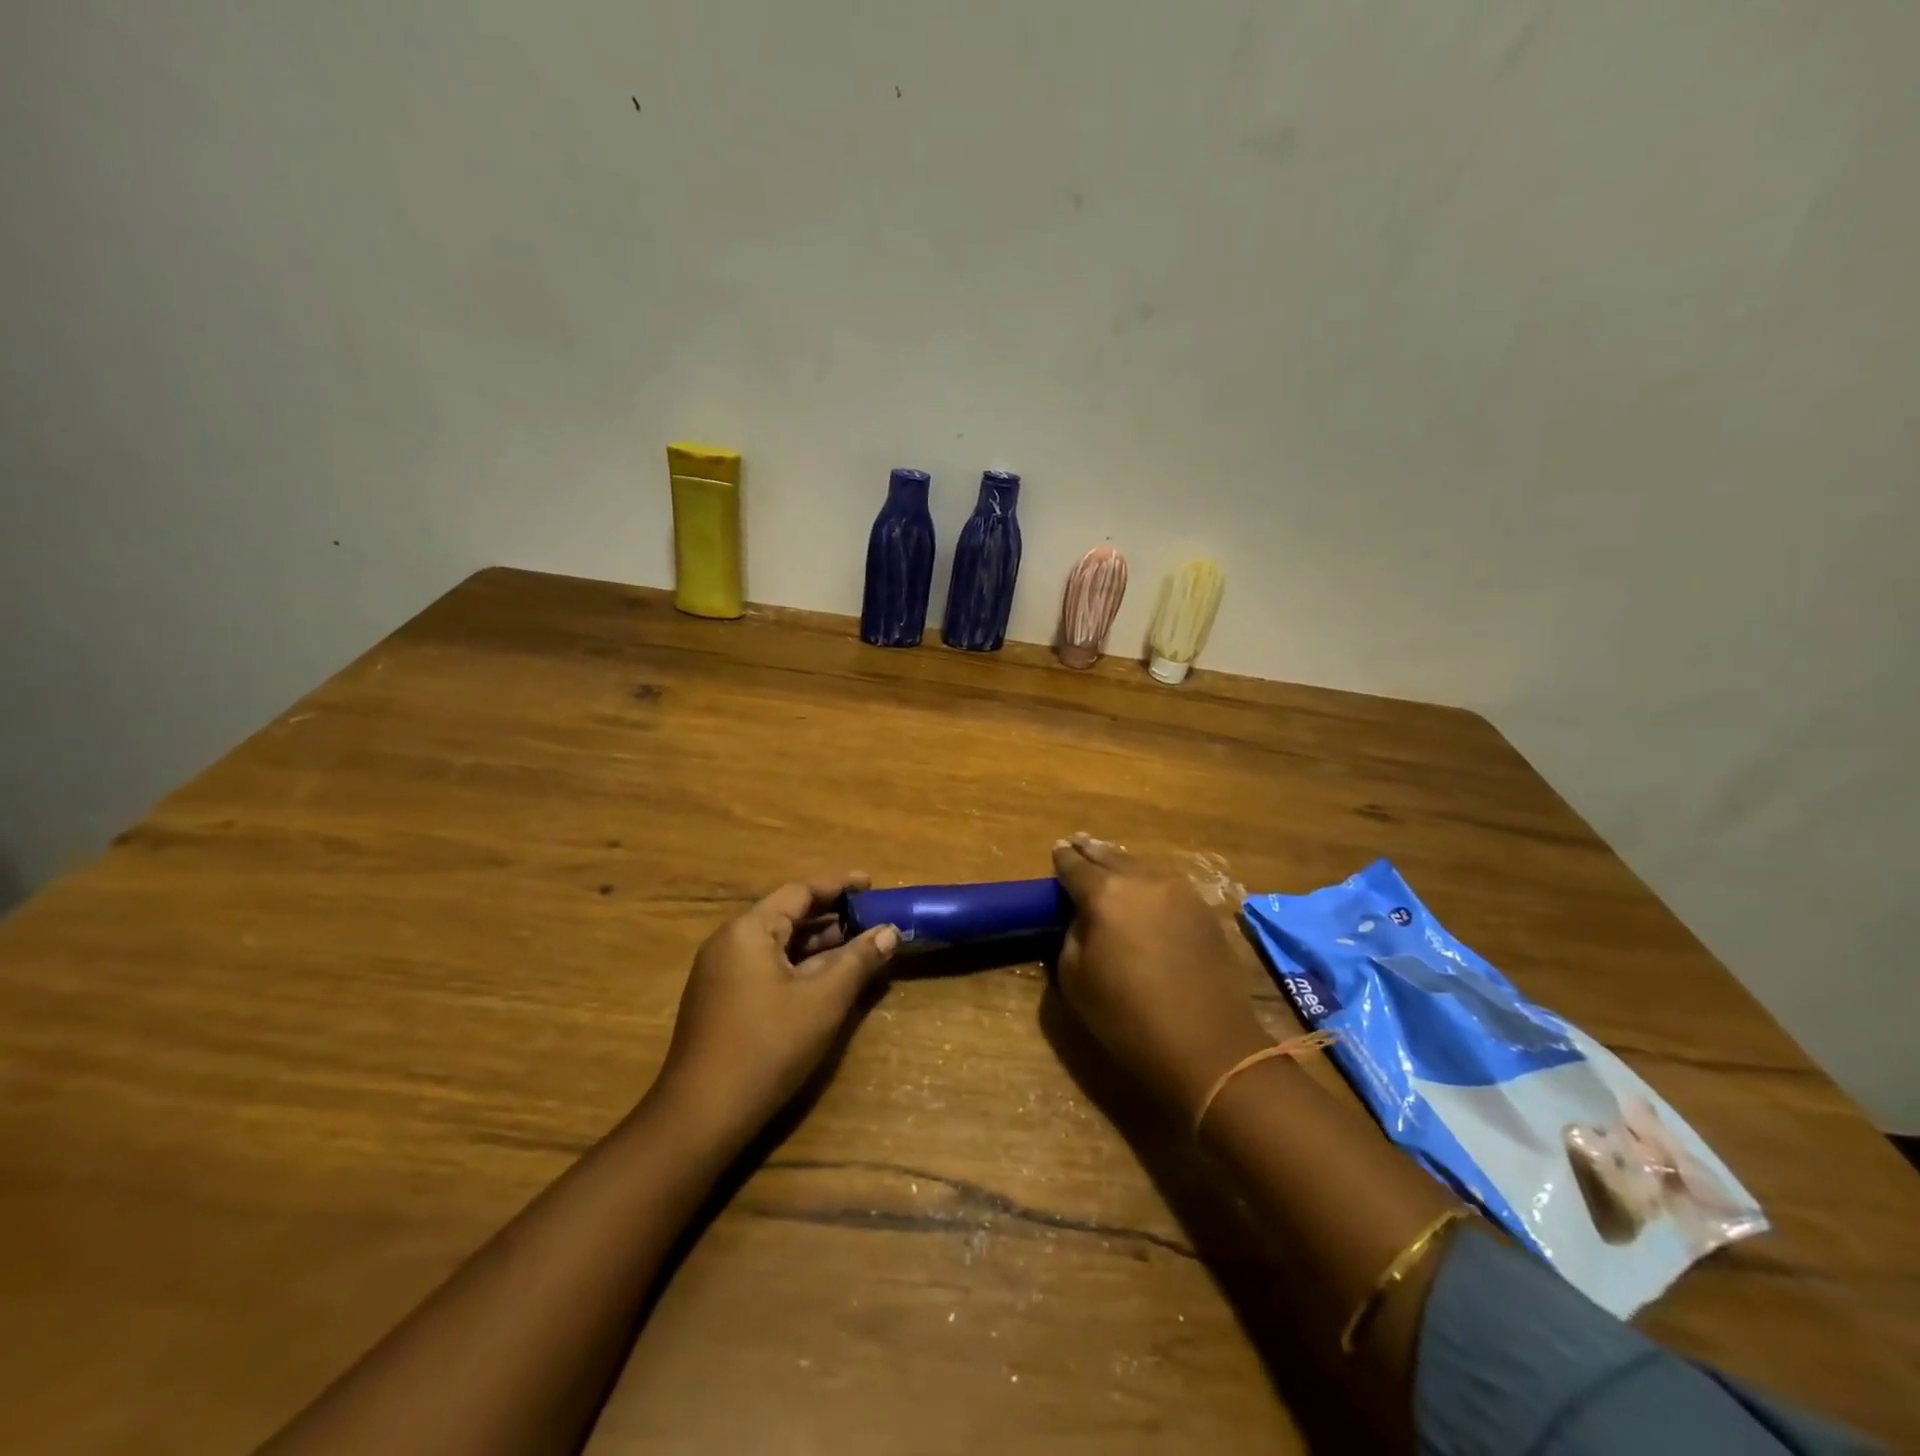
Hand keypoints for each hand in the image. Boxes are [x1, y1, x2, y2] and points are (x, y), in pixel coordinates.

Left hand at [656, 873, 899, 1138]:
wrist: (701, 1117)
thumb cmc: (767, 1047)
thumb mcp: (823, 1000)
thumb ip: (858, 960)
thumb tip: (889, 931)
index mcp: (748, 931)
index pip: (799, 892)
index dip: (839, 885)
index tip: (872, 884)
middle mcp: (729, 942)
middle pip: (787, 915)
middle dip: (831, 915)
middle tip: (872, 918)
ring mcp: (721, 973)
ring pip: (778, 944)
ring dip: (818, 943)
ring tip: (859, 946)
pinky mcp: (721, 1001)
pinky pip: (767, 966)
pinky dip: (799, 965)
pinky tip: (826, 979)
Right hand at [1052, 834, 1270, 1117]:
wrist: (1208, 1046)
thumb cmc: (1128, 1017)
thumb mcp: (1076, 979)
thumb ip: (1073, 935)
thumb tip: (1084, 917)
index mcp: (1105, 894)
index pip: (1075, 866)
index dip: (1063, 858)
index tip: (1057, 849)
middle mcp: (1143, 881)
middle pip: (1111, 856)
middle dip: (1092, 851)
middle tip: (1078, 842)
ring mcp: (1180, 892)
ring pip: (1142, 867)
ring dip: (1121, 864)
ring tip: (1108, 862)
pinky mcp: (1205, 910)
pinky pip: (1166, 885)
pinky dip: (1148, 882)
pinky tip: (1143, 890)